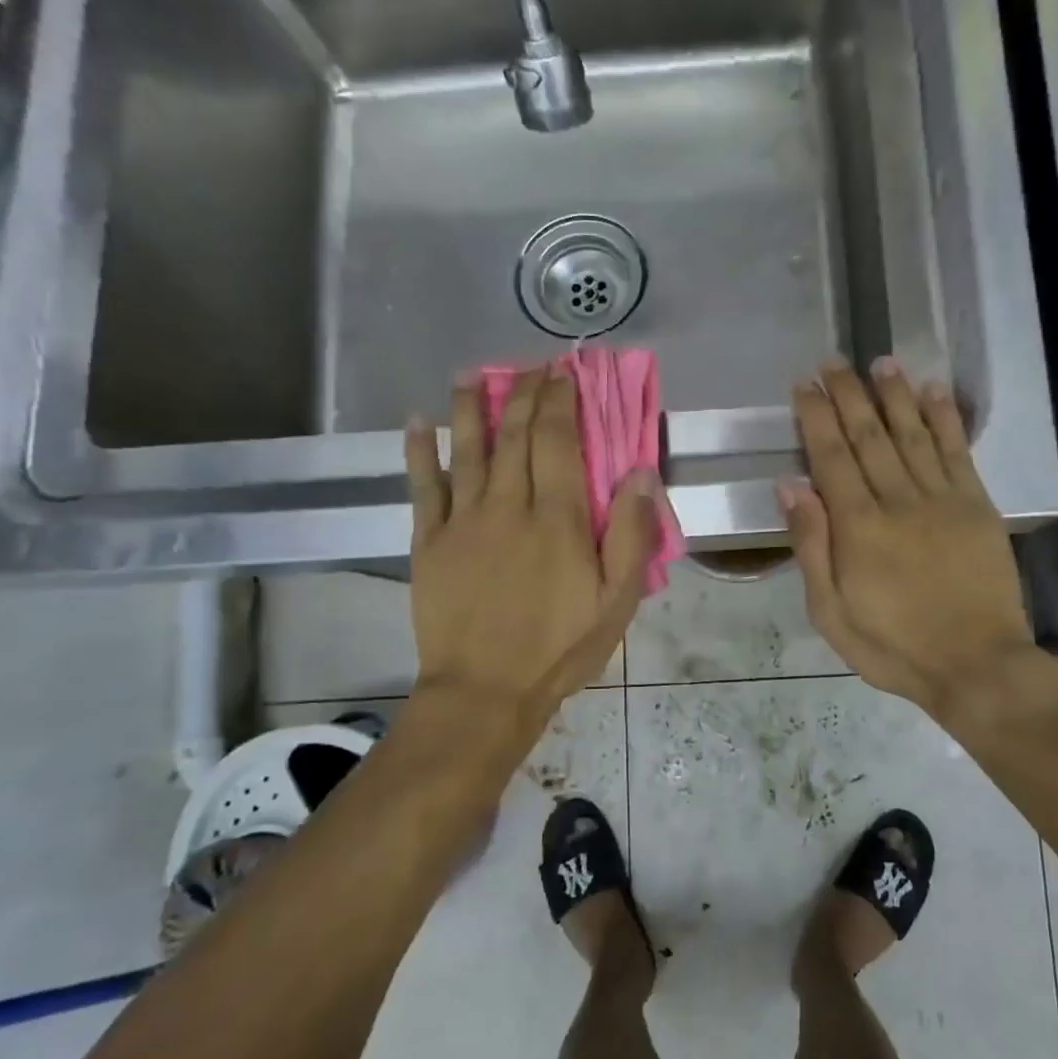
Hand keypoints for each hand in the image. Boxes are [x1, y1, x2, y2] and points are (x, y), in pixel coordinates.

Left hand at [405, 365, 658, 725]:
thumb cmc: (560, 648)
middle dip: (524, 393)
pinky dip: (419, 452)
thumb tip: (640, 471)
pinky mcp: (429, 542)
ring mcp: (463, 521)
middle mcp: (508, 506)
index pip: (558, 440)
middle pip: (515, 435)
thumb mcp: (617, 600)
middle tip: (532, 366)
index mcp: (558, 518)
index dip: (561, 400)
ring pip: (467, 450)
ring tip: (473, 373)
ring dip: (470, 407)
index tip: (565, 372)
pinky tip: (418, 422)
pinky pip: (422, 487)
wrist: (484, 692)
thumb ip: (631, 534)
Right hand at [781, 360, 1036, 720]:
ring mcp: (943, 499)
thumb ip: (811, 546)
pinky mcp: (977, 506)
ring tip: (880, 362)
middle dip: (849, 394)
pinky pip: (958, 451)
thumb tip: (790, 486)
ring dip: (895, 394)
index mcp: (858, 527)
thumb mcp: (831, 613)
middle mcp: (898, 500)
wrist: (977, 664)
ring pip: (913, 433)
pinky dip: (945, 418)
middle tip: (833, 361)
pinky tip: (933, 391)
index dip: (816, 417)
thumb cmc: (894, 647)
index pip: (831, 457)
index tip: (805, 385)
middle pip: (869, 435)